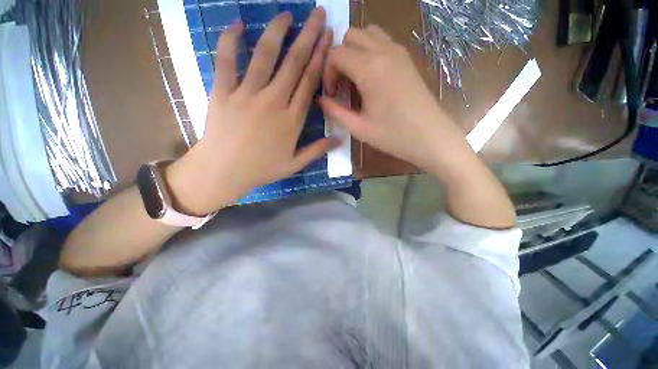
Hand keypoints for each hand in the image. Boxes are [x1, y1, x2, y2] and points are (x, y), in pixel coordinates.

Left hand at [167, 9, 334, 214]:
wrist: (224, 171)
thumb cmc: (262, 169)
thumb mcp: (294, 164)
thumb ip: (317, 150)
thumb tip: (340, 140)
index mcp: (291, 120)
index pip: (309, 83)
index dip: (320, 59)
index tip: (328, 39)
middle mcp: (273, 102)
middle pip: (293, 64)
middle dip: (308, 37)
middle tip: (318, 15)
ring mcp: (246, 95)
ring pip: (264, 57)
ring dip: (277, 32)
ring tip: (287, 14)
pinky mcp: (223, 93)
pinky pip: (225, 61)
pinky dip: (230, 41)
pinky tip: (238, 24)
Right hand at [318, 26, 468, 173]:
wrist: (431, 138)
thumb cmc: (393, 136)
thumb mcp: (358, 128)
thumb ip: (335, 111)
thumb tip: (320, 100)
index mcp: (370, 68)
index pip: (336, 54)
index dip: (328, 73)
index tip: (332, 95)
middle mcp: (384, 51)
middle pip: (350, 37)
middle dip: (339, 59)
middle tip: (342, 86)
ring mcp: (398, 52)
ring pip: (367, 34)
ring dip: (355, 52)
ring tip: (355, 80)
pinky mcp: (407, 59)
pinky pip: (382, 42)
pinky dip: (370, 52)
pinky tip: (371, 78)